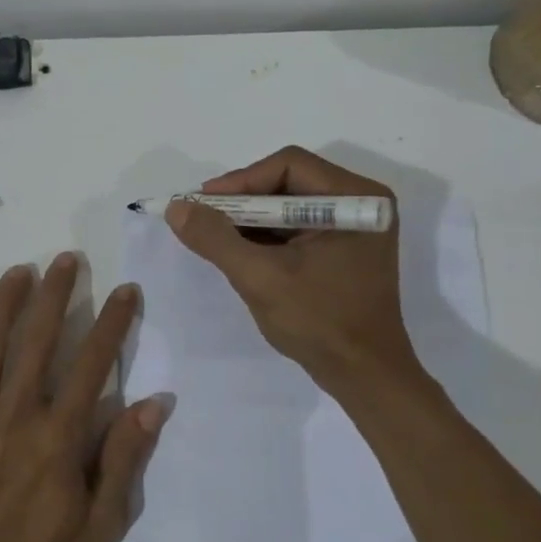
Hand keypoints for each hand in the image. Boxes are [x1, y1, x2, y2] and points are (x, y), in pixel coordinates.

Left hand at [0, 254, 164, 541]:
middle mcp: (15, 413)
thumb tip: (156, 403)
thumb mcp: (100, 524)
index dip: (113, 322)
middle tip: (66, 259)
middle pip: (38, 340)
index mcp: (58, 433)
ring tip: (19, 271)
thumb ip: (124, 459)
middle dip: (56, 294)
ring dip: (4, 304)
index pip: (93, 363)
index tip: (126, 290)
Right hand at [167, 146, 418, 390]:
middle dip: (243, 202)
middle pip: (288, 182)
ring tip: (215, 238)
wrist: (364, 376)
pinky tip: (240, 253)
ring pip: (290, 206)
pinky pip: (298, 228)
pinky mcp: (345, 249)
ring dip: (252, 221)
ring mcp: (355, 227)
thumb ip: (215, 239)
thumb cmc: (319, 322)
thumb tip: (176, 208)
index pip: (289, 165)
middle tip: (204, 220)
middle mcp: (361, 202)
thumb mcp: (260, 278)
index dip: (241, 181)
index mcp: (355, 198)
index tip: (203, 205)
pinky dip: (267, 237)